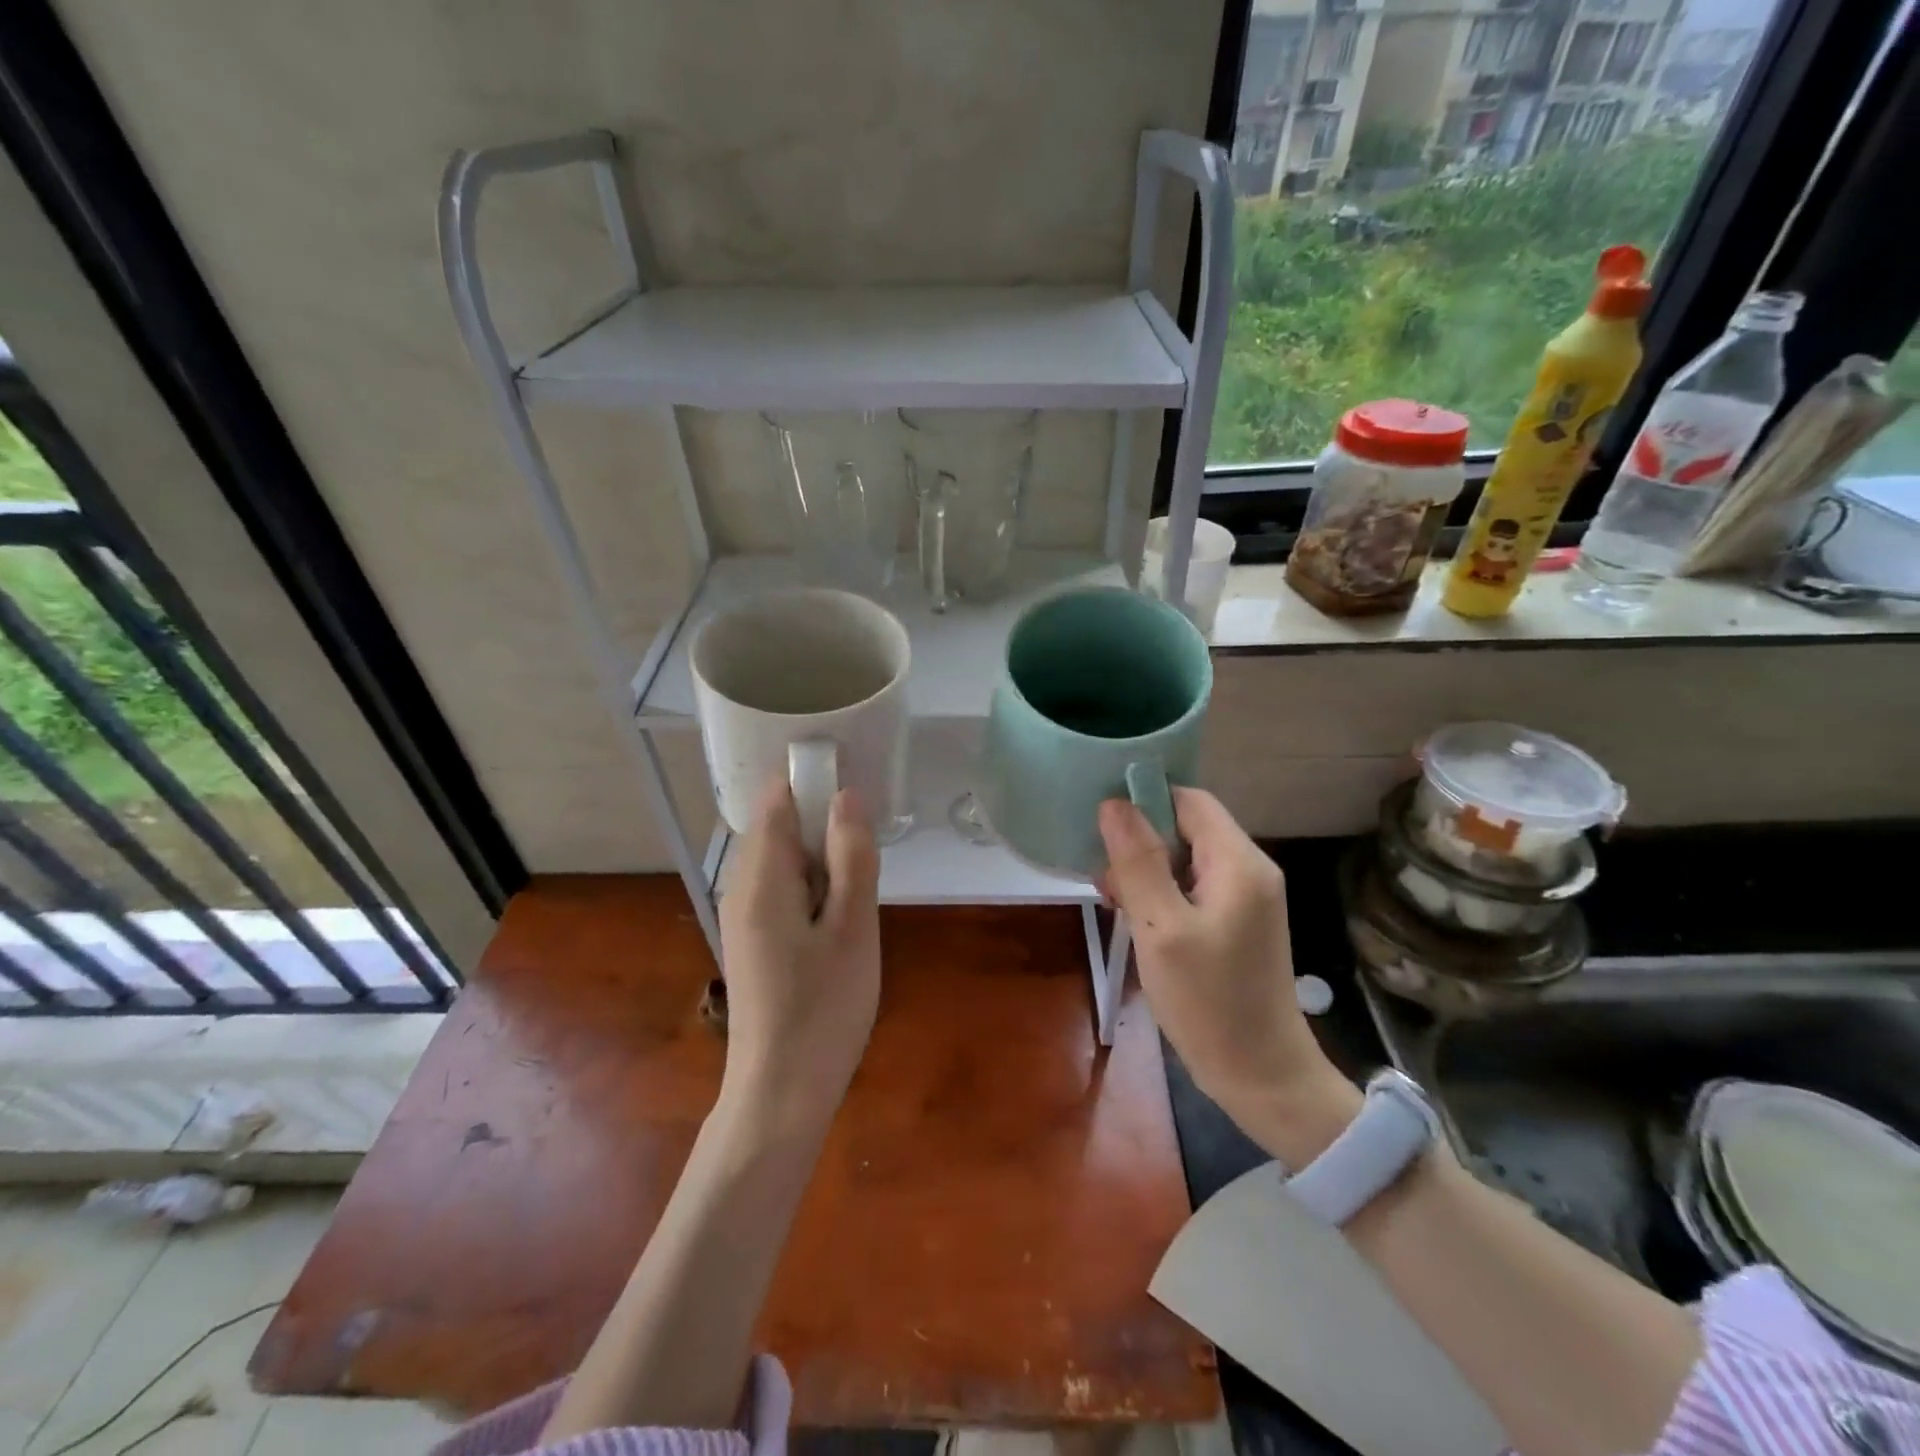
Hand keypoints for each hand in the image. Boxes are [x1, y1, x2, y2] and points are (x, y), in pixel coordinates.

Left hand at [717, 779, 881, 1137]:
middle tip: (870, 843)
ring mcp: (744, 917)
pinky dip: (814, 885)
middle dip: (823, 821)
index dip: (812, 781)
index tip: (857, 786)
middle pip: (779, 827)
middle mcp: (742, 888)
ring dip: (823, 856)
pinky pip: (783, 890)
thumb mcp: (853, 927)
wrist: (781, 1094)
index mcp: (761, 877)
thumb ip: (852, 856)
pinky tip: (842, 913)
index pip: (776, 800)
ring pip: (784, 861)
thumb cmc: (823, 1008)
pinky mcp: (755, 942)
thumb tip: (847, 795)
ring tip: (863, 878)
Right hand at [1099, 788, 1358, 1164]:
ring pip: (1185, 859)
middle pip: (1186, 828)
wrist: (1262, 1077)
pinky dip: (1162, 896)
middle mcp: (1249, 870)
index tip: (1102, 830)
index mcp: (1239, 862)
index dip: (1145, 803)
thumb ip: (1138, 862)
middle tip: (1106, 883)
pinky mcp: (1237, 923)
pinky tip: (1138, 923)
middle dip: (1140, 845)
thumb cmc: (1209, 1003)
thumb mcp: (1161, 929)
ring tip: (1116, 906)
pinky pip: (1192, 889)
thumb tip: (1114, 804)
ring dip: (1146, 874)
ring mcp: (1246, 898)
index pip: (1188, 800)